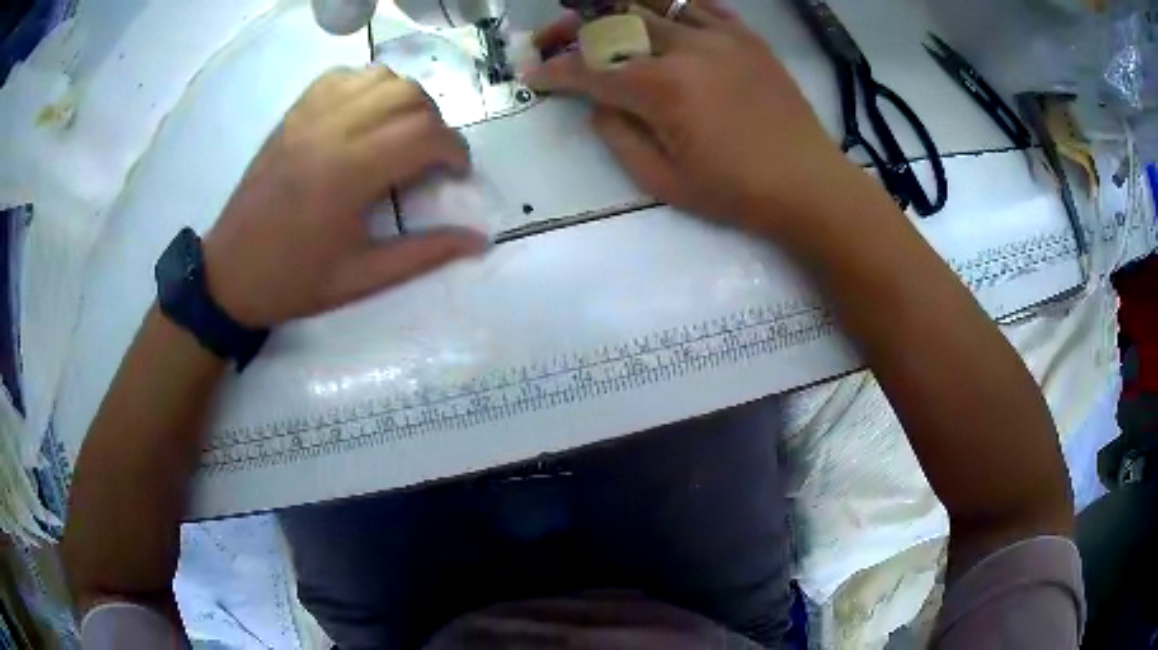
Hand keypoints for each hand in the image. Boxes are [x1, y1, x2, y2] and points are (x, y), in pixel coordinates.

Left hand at [203, 67, 487, 328]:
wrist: (229, 274)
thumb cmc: (294, 281)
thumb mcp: (362, 279)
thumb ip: (424, 254)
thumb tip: (480, 240)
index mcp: (348, 175)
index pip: (424, 134)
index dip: (455, 151)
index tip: (457, 174)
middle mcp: (331, 131)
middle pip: (409, 97)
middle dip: (436, 124)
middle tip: (431, 159)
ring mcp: (309, 116)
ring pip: (380, 78)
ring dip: (406, 100)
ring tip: (403, 133)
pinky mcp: (294, 114)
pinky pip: (343, 77)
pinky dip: (369, 86)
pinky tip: (368, 116)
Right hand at [527, 1, 855, 237]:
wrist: (809, 184)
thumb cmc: (736, 192)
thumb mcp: (662, 181)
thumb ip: (618, 136)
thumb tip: (599, 103)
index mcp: (661, 89)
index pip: (589, 70)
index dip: (553, 72)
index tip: (532, 75)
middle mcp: (685, 49)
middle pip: (613, 24)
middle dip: (572, 32)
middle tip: (553, 42)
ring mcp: (720, 37)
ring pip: (654, 6)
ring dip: (618, 13)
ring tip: (603, 25)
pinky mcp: (747, 37)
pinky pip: (701, 6)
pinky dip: (672, 9)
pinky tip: (662, 21)